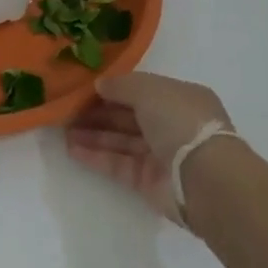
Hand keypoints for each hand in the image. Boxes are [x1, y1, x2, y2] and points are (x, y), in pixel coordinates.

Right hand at [66, 71, 234, 221]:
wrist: (205, 180)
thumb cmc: (181, 122)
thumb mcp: (150, 90)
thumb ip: (122, 85)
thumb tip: (100, 85)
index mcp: (180, 98)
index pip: (142, 90)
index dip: (115, 88)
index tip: (86, 87)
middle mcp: (172, 125)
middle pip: (129, 115)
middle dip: (99, 112)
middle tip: (67, 108)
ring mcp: (161, 155)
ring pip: (122, 140)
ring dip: (94, 134)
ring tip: (62, 129)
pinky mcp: (149, 182)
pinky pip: (119, 164)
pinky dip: (97, 156)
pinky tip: (72, 149)